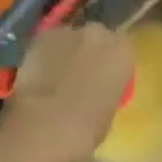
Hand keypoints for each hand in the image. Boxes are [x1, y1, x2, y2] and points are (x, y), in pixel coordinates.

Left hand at [2, 24, 133, 161]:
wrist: (46, 125)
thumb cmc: (87, 128)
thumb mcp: (110, 109)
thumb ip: (107, 89)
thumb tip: (96, 88)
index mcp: (122, 52)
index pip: (121, 50)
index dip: (109, 65)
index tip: (103, 79)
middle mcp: (98, 34)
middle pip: (95, 38)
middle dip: (88, 53)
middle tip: (78, 75)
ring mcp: (68, 33)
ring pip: (69, 39)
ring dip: (65, 53)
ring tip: (54, 76)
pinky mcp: (40, 37)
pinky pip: (46, 44)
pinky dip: (44, 55)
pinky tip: (38, 74)